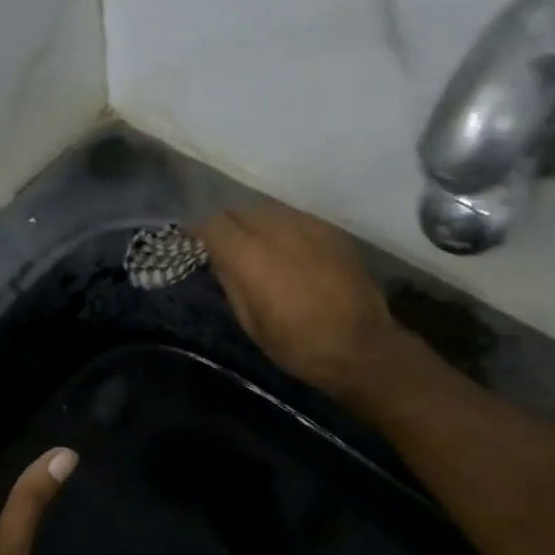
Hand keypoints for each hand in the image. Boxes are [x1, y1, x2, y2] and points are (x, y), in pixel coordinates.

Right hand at [194, 202, 415, 407]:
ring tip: (255, 244)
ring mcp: (306, 225)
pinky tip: (287, 248)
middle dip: (226, 223)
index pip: (213, 224)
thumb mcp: (252, 323)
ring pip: (267, 208)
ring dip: (254, 222)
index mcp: (250, 256)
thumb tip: (219, 259)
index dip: (198, 230)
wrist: (362, 346)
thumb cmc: (299, 345)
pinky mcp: (329, 229)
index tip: (192, 239)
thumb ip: (232, 283)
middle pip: (239, 210)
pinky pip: (294, 216)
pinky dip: (281, 226)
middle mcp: (276, 230)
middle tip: (223, 244)